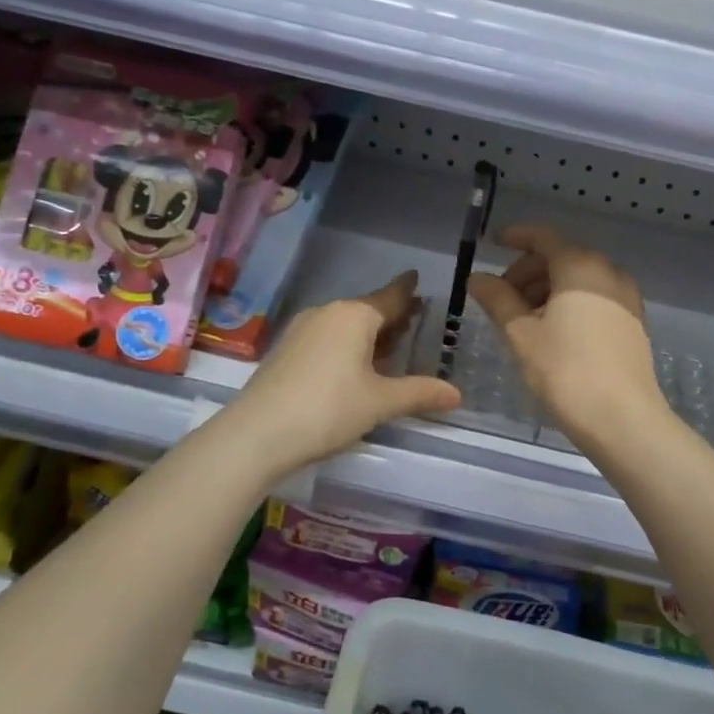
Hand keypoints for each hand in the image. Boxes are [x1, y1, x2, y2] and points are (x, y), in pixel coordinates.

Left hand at [219, 271, 461, 479]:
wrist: (256, 434)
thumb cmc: (328, 409)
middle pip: (367, 309)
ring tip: (389, 348)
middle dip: (391, 316)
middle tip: (414, 322)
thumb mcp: (380, 402)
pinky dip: (346, 345)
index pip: (390, 297)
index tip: (416, 278)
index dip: (407, 291)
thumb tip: (457, 395)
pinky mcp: (285, 351)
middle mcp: (327, 313)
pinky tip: (353, 366)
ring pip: (344, 325)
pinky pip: (326, 338)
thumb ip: (419, 393)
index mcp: (354, 315)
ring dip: (368, 333)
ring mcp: (301, 330)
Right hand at [467, 224, 665, 448]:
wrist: (623, 418)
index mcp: (580, 265)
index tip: (492, 243)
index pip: (543, 237)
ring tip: (522, 319)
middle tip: (500, 296)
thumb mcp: (521, 334)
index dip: (514, 236)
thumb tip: (477, 278)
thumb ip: (497, 299)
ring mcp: (626, 297)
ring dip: (547, 288)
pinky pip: (595, 298)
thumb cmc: (565, 371)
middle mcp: (608, 272)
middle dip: (527, 270)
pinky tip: (551, 331)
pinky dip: (569, 303)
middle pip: (561, 256)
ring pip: (579, 279)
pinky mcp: (633, 323)